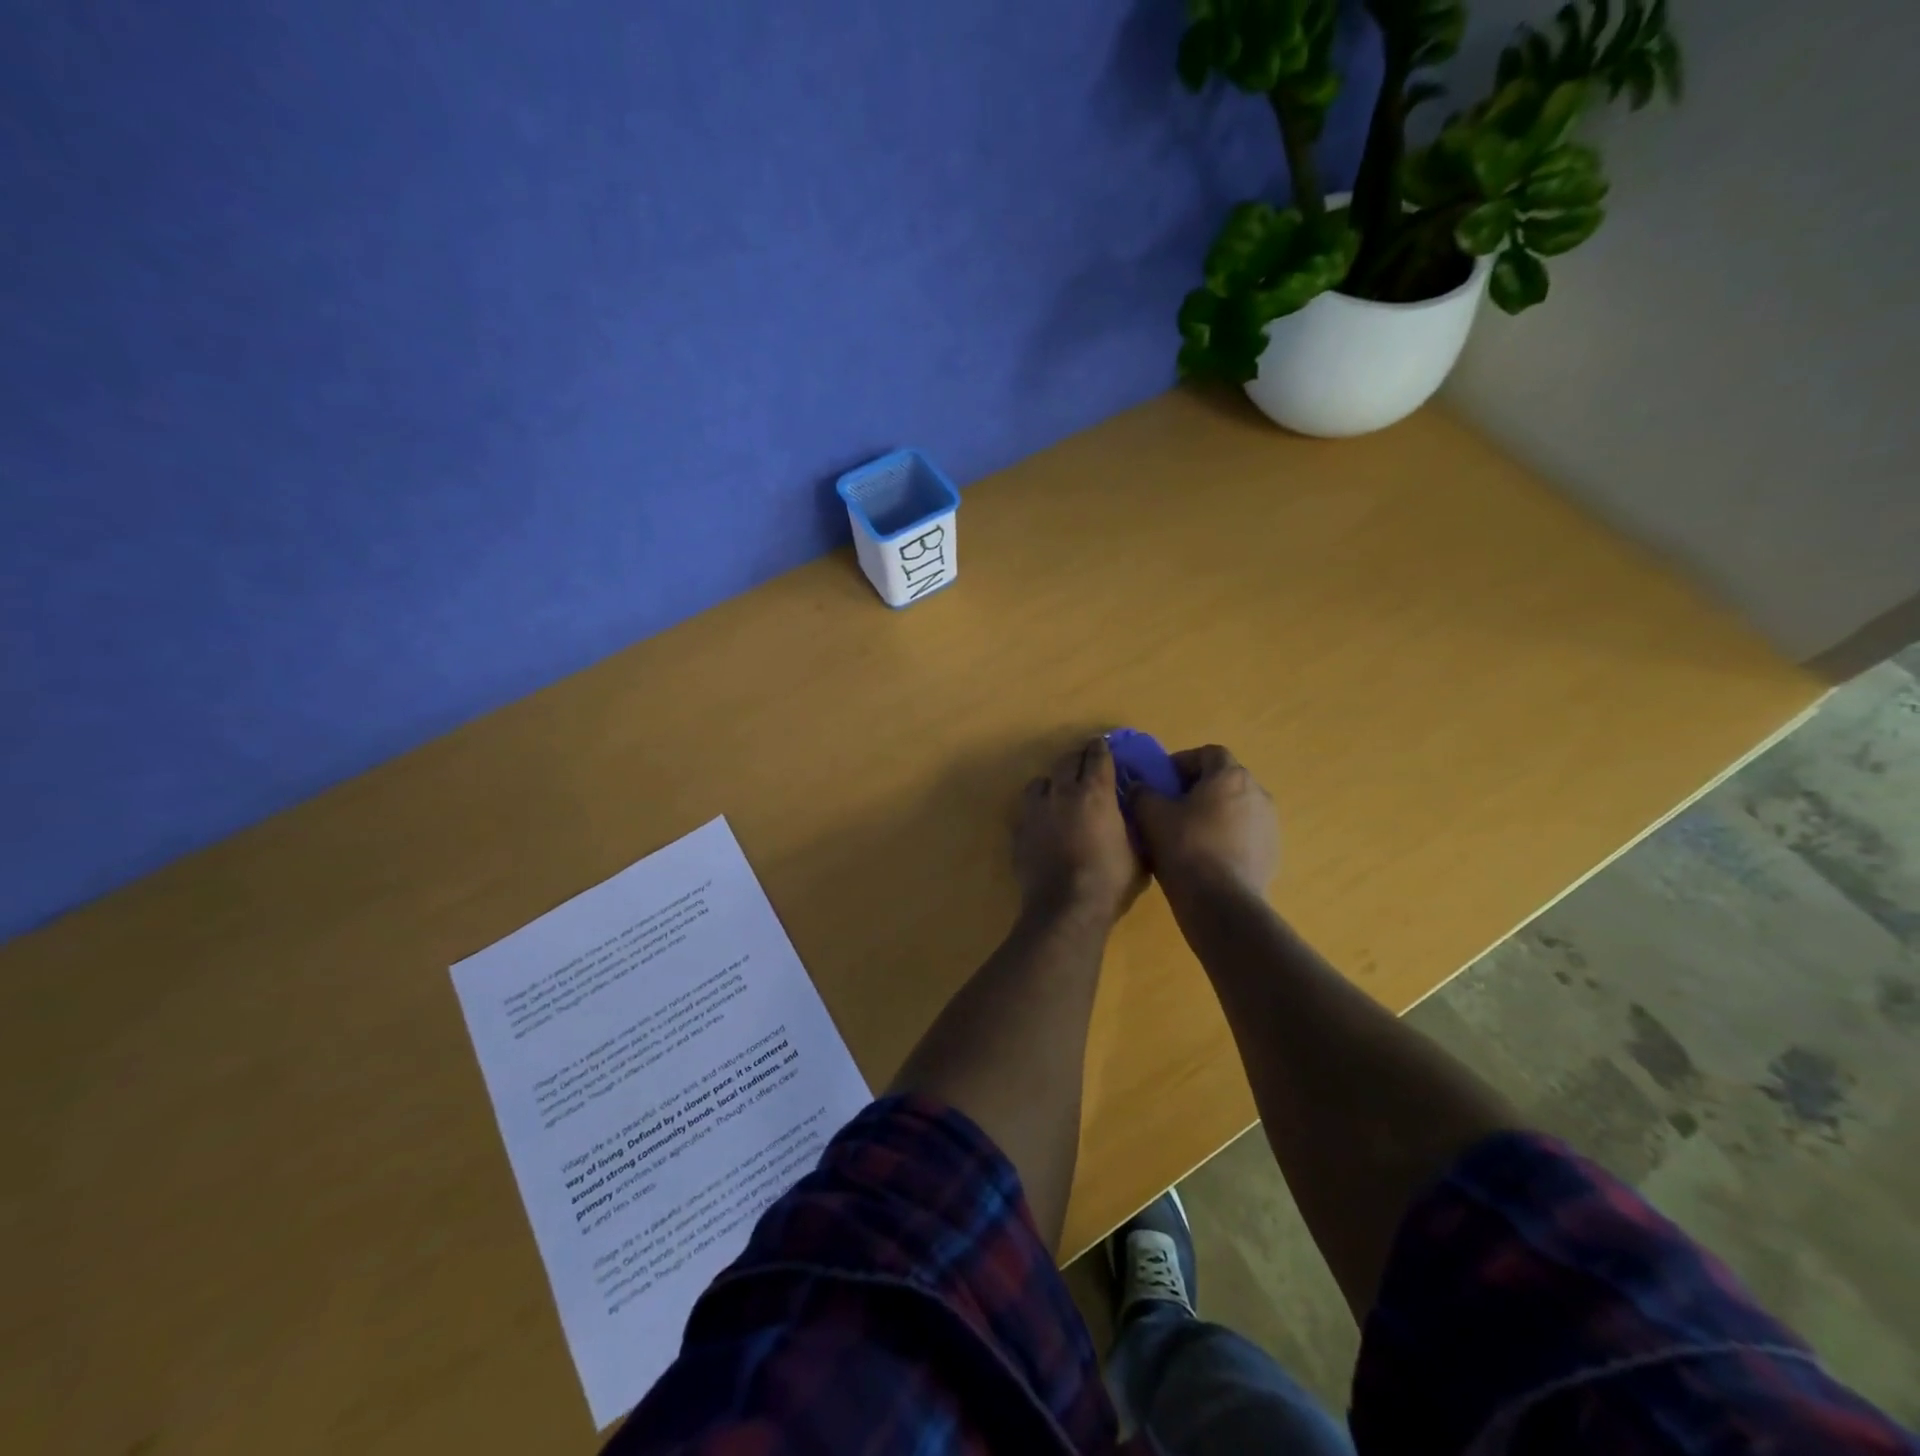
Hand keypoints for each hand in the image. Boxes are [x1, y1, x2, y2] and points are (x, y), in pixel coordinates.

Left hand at [1015, 737, 1146, 925]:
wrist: (1065, 908)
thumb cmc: (1110, 881)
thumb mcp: (1138, 852)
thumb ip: (1135, 826)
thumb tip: (1135, 813)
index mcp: (1095, 792)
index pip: (1097, 756)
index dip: (1101, 748)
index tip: (1103, 745)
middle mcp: (1062, 793)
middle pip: (1066, 761)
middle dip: (1077, 759)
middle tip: (1085, 764)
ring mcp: (1035, 810)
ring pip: (1040, 781)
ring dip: (1052, 782)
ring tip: (1059, 792)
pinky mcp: (1018, 831)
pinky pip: (1027, 809)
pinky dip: (1037, 809)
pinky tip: (1044, 821)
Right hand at [1129, 744, 1278, 899]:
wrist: (1220, 902)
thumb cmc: (1185, 847)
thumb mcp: (1150, 815)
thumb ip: (1142, 792)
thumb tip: (1139, 786)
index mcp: (1230, 776)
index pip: (1208, 753)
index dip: (1184, 761)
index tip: (1164, 780)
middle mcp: (1257, 793)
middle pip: (1225, 780)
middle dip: (1199, 788)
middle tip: (1173, 806)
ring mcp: (1269, 824)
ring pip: (1236, 808)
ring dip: (1215, 813)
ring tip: (1189, 834)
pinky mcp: (1272, 852)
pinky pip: (1245, 834)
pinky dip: (1227, 837)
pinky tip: (1207, 857)